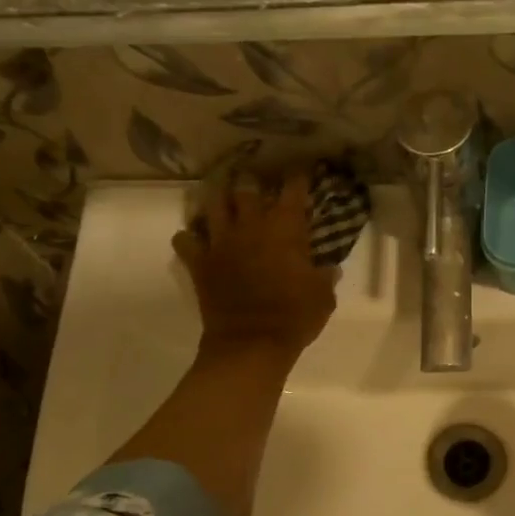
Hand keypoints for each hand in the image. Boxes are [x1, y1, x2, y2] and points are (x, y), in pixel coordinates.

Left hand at [173, 168, 336, 356]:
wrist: (251, 343)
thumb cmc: (295, 317)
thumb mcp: (323, 297)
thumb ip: (325, 276)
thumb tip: (329, 267)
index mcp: (285, 229)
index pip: (293, 190)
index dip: (298, 177)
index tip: (302, 171)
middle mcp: (250, 226)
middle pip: (246, 188)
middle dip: (252, 182)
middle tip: (256, 184)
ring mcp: (221, 242)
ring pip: (212, 204)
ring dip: (218, 199)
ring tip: (222, 199)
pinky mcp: (200, 262)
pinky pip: (185, 239)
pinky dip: (189, 236)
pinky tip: (195, 239)